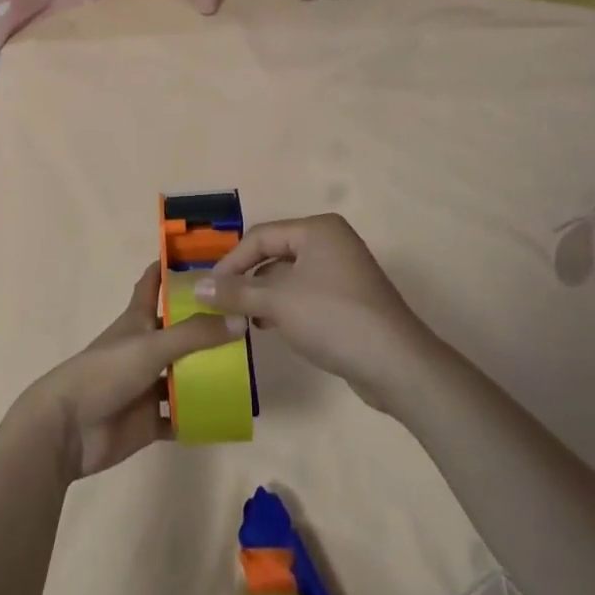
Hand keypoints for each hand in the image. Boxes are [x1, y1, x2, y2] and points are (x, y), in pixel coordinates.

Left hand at [16, 263, 243, 481]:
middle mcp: (144, 348)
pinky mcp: (150, 419)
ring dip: (208, 372)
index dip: (171, 268)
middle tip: (246, 318)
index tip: (202, 256)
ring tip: (248, 367)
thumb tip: (240, 319)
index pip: (153, 283)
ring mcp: (147, 385)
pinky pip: (181, 416)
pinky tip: (228, 413)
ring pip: (184, 374)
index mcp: (138, 320)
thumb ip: (195, 334)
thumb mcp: (151, 346)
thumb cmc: (105, 373)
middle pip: (179, 330)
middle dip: (206, 324)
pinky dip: (200, 416)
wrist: (69, 428)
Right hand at [194, 214, 427, 407]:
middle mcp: (331, 242)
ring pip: (289, 276)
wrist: (396, 364)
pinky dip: (284, 307)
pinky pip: (305, 294)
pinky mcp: (348, 299)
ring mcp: (342, 271)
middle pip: (274, 254)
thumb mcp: (278, 303)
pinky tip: (269, 326)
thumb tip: (197, 287)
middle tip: (222, 304)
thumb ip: (236, 292)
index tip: (209, 290)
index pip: (260, 236)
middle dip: (247, 279)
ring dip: (263, 296)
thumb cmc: (333, 319)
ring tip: (242, 319)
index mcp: (317, 230)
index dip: (231, 262)